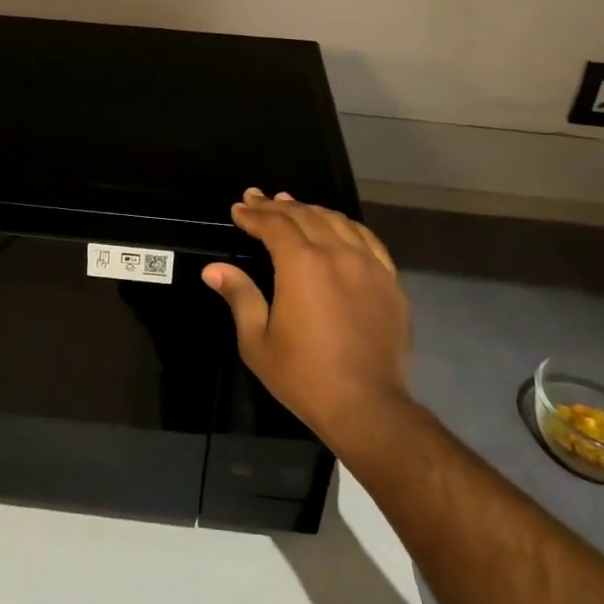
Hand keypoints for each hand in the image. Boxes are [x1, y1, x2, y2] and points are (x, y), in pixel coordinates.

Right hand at [202, 189, 411, 444]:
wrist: (367, 406)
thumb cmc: (304, 376)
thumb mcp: (257, 341)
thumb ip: (239, 297)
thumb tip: (213, 269)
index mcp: (302, 265)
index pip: (275, 225)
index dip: (254, 214)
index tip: (239, 208)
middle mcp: (337, 254)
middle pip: (306, 216)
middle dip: (278, 206)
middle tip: (258, 198)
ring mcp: (369, 265)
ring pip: (338, 222)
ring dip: (311, 210)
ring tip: (293, 205)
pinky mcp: (390, 281)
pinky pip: (368, 240)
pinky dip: (347, 226)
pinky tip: (338, 228)